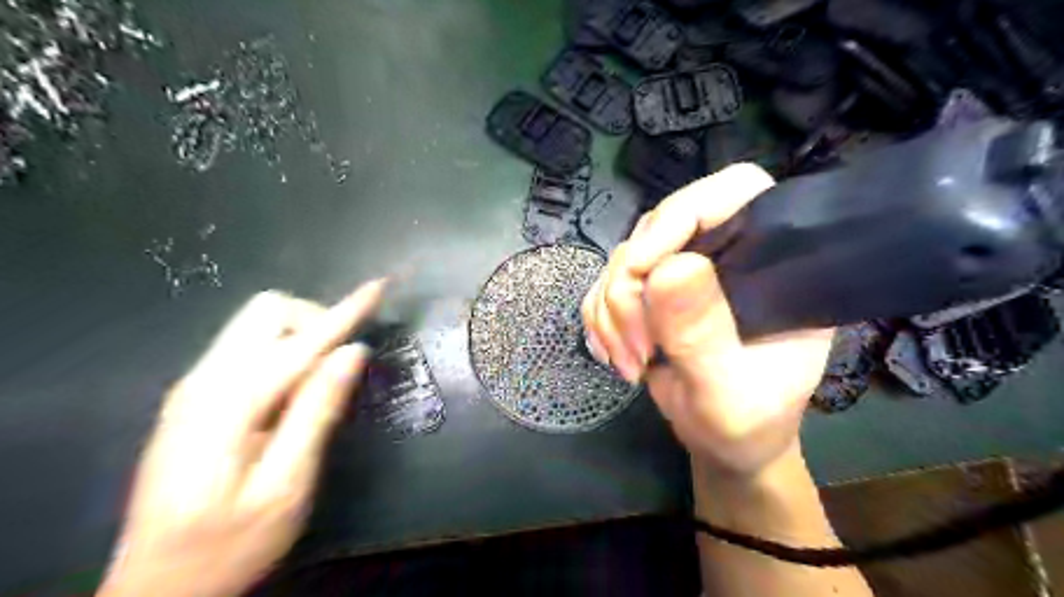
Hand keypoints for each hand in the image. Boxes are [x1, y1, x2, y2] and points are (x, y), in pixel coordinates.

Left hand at [96, 280, 384, 596]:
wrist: (155, 589)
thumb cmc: (228, 545)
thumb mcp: (286, 487)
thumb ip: (318, 412)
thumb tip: (352, 354)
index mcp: (228, 403)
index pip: (300, 340)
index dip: (344, 312)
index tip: (377, 287)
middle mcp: (204, 381)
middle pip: (267, 311)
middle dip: (314, 320)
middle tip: (340, 361)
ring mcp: (193, 387)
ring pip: (255, 325)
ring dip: (299, 335)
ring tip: (322, 379)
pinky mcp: (194, 398)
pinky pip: (246, 348)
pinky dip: (281, 351)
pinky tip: (293, 391)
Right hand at [582, 162, 830, 479]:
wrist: (724, 442)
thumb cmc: (746, 423)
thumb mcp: (729, 391)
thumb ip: (703, 334)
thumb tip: (670, 269)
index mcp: (771, 262)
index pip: (732, 191)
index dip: (681, 213)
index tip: (643, 269)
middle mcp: (725, 253)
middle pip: (658, 226)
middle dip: (630, 287)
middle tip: (637, 346)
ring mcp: (683, 270)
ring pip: (623, 258)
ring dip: (611, 312)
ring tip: (630, 362)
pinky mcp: (651, 291)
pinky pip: (604, 285)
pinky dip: (600, 320)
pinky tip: (615, 354)